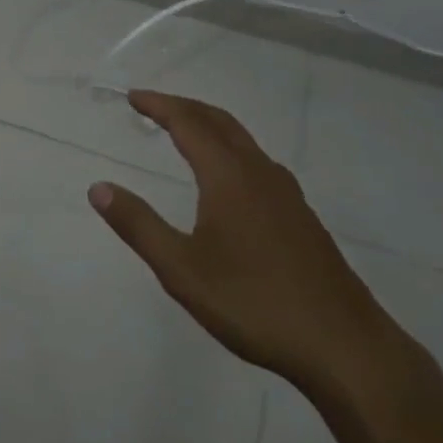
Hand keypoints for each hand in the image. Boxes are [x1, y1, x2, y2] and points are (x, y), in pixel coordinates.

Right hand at [89, 90, 406, 403]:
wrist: (344, 346)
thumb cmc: (254, 304)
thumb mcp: (182, 269)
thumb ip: (139, 225)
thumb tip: (98, 188)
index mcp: (229, 176)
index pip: (188, 123)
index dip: (159, 105)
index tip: (132, 96)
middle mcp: (259, 173)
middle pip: (218, 121)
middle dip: (184, 106)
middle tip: (153, 105)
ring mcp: (286, 193)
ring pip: (242, 140)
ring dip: (210, 125)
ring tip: (185, 132)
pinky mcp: (301, 216)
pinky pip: (258, 161)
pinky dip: (231, 148)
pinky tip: (229, 178)